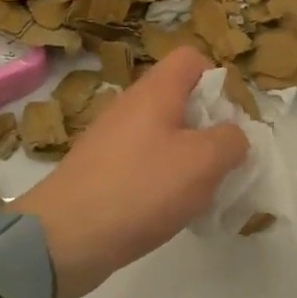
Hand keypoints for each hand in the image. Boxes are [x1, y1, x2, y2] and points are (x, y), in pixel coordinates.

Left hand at [11, 48, 248, 297]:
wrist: (64, 239)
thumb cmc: (141, 189)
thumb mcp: (204, 162)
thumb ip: (232, 141)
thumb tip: (232, 137)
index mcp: (155, 92)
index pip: (191, 58)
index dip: (218, 79)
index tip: (230, 118)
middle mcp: (131, 107)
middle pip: (181, 99)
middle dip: (209, 127)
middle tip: (222, 160)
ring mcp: (112, 140)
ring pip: (165, 135)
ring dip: (190, 158)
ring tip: (202, 191)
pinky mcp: (102, 171)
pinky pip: (145, 163)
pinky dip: (164, 180)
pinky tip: (172, 209)